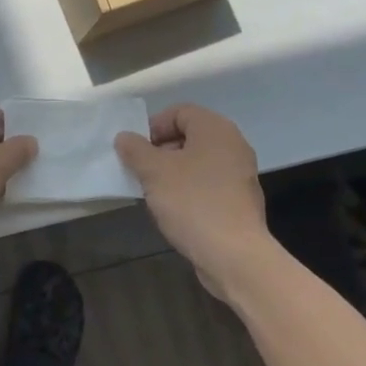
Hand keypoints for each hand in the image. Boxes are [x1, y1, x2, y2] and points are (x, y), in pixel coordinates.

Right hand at [115, 104, 271, 300]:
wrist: (233, 254)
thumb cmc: (192, 202)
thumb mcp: (154, 172)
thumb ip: (135, 150)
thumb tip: (125, 137)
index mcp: (215, 129)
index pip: (180, 111)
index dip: (153, 126)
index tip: (135, 150)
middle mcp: (233, 145)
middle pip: (189, 136)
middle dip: (161, 150)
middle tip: (141, 171)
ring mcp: (240, 174)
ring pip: (198, 162)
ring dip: (173, 172)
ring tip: (153, 192)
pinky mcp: (240, 200)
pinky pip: (208, 183)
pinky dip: (189, 189)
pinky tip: (175, 210)